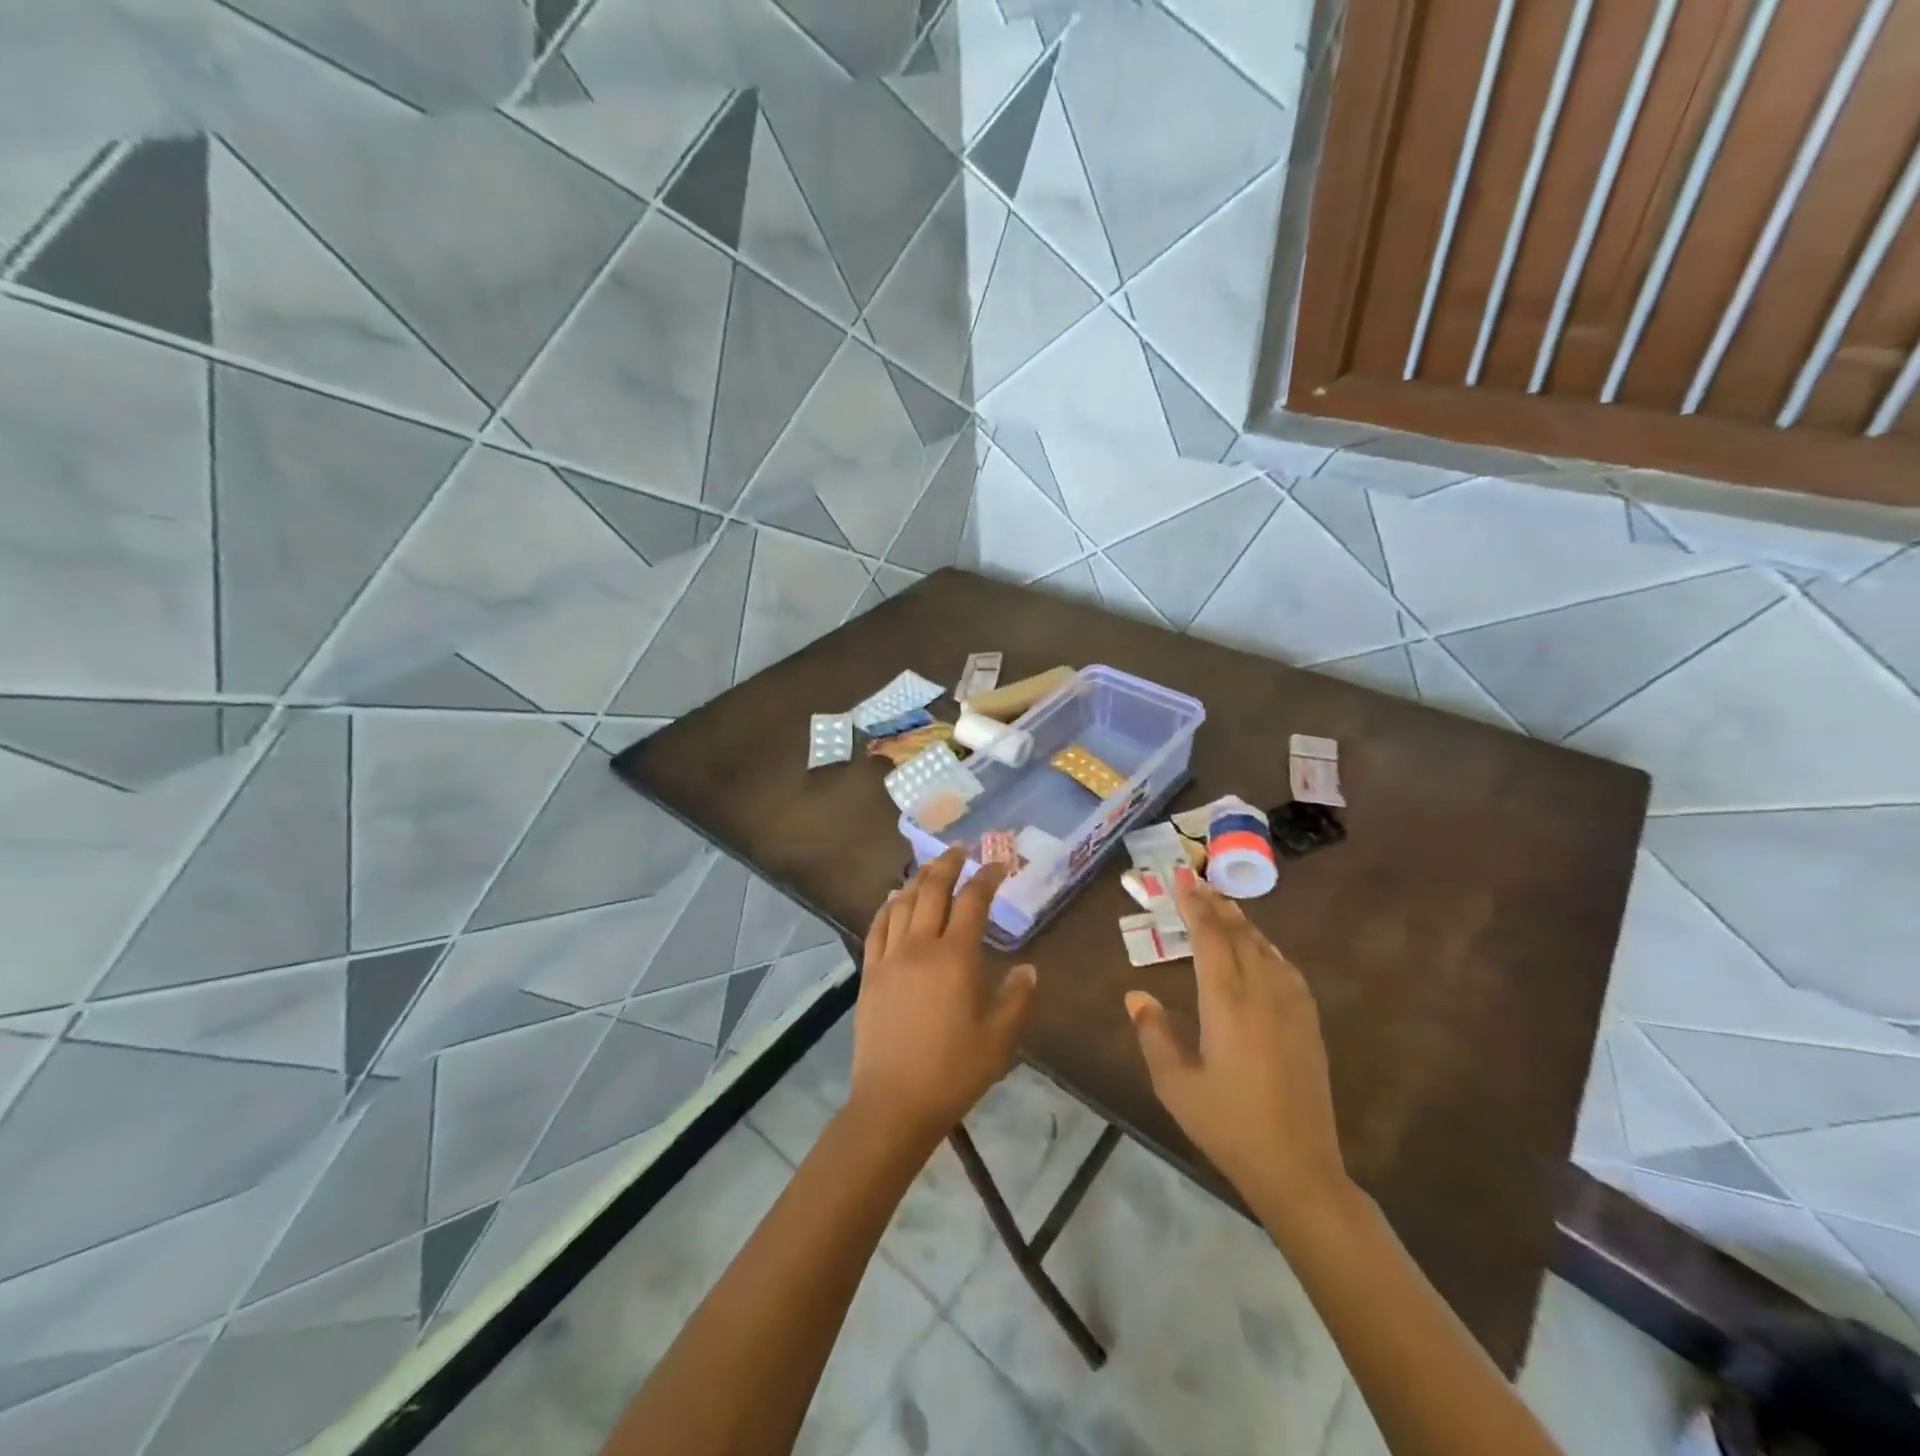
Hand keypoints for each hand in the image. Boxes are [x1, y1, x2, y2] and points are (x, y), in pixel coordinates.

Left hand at [849, 847, 1037, 1148]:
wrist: (893, 1103)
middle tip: (961, 849)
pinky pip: (877, 927)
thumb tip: (1028, 969)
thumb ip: (1016, 1000)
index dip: (986, 878)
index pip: (972, 902)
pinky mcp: (869, 974)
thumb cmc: (953, 1072)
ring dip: (918, 878)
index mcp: (956, 958)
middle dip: (948, 864)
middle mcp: (920, 946)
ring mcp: (890, 958)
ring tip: (930, 867)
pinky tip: (893, 899)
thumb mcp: (999, 1041)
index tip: (998, 865)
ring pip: (903, 903)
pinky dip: (887, 906)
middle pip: (933, 890)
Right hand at [1126, 878, 1351, 1227]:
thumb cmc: (1227, 1123)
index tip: (1180, 878)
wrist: (1297, 1165)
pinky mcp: (1308, 1022)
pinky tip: (1260, 949)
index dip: (1193, 904)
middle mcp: (1261, 990)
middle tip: (1197, 882)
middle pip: (1238, 933)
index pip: (1209, 935)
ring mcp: (1290, 1004)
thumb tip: (1137, 995)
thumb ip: (1153, 1033)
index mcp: (1225, 1000)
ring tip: (1223, 906)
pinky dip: (1266, 947)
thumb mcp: (1175, 1083)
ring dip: (1241, 922)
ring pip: (1264, 947)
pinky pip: (1285, 967)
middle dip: (1216, 905)